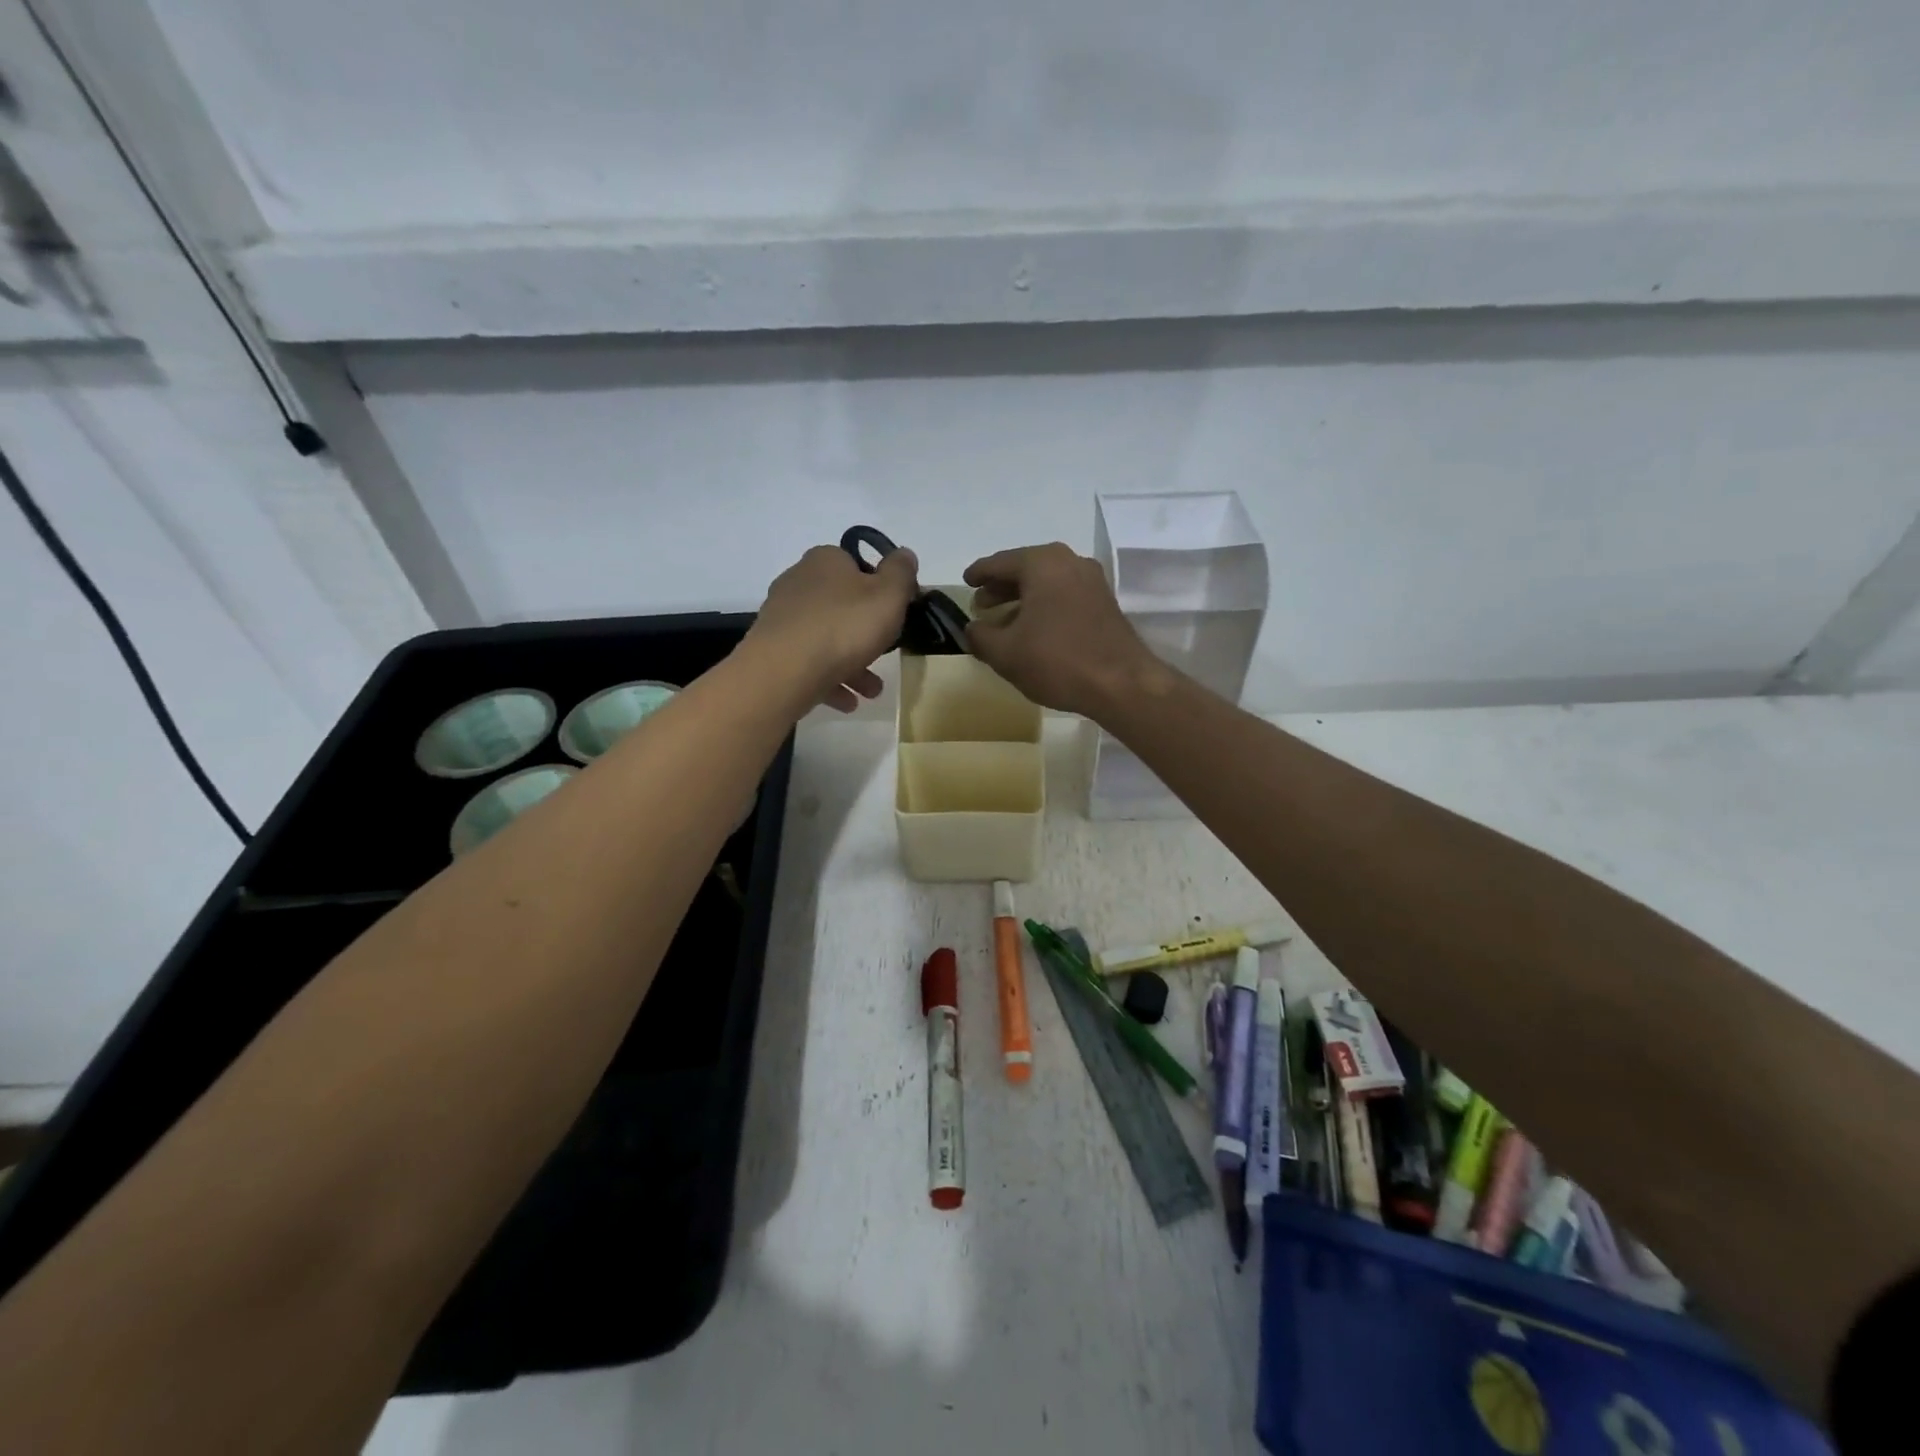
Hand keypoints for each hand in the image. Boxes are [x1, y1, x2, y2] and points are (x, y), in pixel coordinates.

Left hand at [744, 543, 919, 711]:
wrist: (784, 671)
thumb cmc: (844, 626)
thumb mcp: (888, 595)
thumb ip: (901, 573)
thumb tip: (905, 554)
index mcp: (825, 561)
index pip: (857, 566)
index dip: (879, 588)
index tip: (895, 613)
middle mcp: (798, 583)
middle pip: (842, 606)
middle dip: (866, 634)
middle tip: (886, 656)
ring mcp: (782, 618)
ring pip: (826, 639)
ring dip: (852, 665)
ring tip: (871, 691)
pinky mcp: (772, 650)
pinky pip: (808, 664)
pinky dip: (829, 680)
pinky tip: (848, 701)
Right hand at [964, 543, 1165, 718]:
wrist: (1121, 684)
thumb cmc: (1057, 661)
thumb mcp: (1005, 653)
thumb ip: (980, 636)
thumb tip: (972, 628)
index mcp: (1042, 563)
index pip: (1000, 562)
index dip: (979, 573)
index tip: (966, 581)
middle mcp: (1069, 562)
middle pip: (1026, 568)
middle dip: (1001, 586)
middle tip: (981, 604)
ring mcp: (1092, 581)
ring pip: (1047, 583)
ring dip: (1023, 598)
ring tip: (1004, 620)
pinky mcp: (1105, 603)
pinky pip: (1065, 595)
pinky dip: (1045, 606)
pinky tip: (1034, 630)